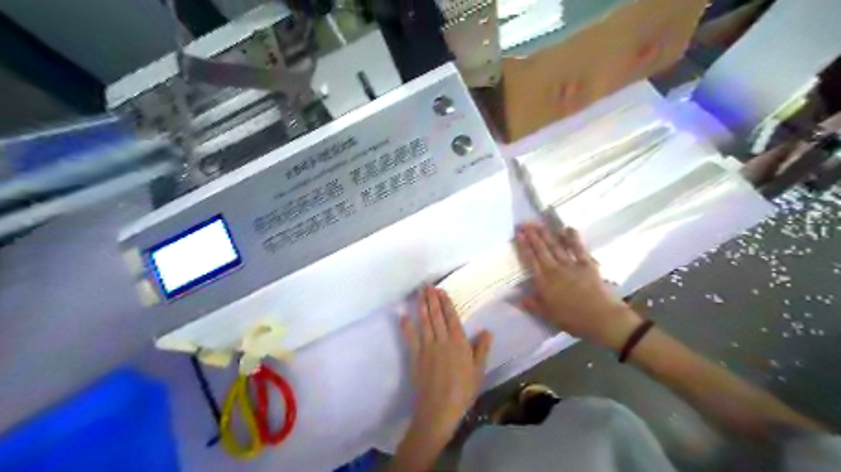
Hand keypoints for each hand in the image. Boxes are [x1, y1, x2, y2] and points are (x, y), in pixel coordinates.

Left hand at [400, 285, 493, 443]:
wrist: (440, 409)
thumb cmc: (463, 391)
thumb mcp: (478, 371)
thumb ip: (482, 349)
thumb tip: (487, 331)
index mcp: (459, 343)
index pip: (452, 318)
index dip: (446, 303)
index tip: (441, 291)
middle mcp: (442, 341)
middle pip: (436, 316)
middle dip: (432, 299)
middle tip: (427, 285)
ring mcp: (427, 348)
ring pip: (424, 323)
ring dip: (421, 307)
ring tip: (419, 293)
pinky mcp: (415, 357)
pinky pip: (410, 338)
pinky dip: (406, 327)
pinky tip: (403, 316)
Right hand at [513, 223, 644, 350]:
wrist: (603, 319)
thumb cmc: (574, 320)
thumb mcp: (548, 316)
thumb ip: (532, 304)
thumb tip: (515, 297)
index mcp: (544, 282)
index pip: (530, 260)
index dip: (523, 246)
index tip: (518, 234)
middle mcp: (555, 269)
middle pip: (541, 249)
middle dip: (532, 235)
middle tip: (525, 223)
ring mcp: (571, 265)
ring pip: (556, 246)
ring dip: (547, 234)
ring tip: (539, 223)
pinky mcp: (587, 264)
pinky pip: (578, 248)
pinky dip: (572, 238)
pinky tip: (567, 228)